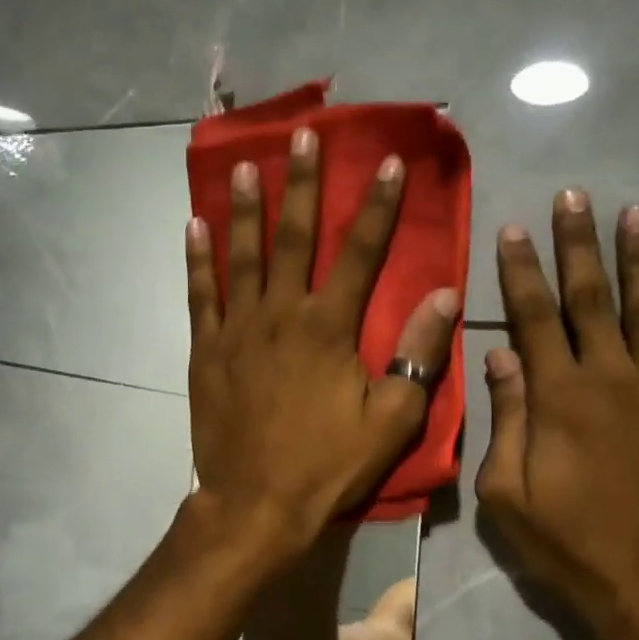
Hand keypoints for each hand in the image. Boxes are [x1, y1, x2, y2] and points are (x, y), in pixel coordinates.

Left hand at [187, 127, 459, 564]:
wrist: (255, 503)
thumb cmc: (327, 464)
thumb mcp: (390, 419)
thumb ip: (417, 355)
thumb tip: (445, 295)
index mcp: (329, 327)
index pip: (361, 253)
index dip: (378, 207)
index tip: (388, 163)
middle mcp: (281, 314)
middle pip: (294, 237)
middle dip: (303, 184)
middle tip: (304, 136)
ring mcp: (237, 329)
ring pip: (243, 256)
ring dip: (245, 208)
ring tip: (244, 166)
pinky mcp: (207, 351)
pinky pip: (201, 294)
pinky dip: (198, 259)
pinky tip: (194, 226)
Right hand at [475, 191, 638, 639]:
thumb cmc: (570, 547)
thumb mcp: (508, 496)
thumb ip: (506, 421)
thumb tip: (500, 358)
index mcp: (558, 398)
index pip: (533, 318)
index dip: (521, 271)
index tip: (513, 229)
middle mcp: (611, 378)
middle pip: (590, 298)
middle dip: (577, 244)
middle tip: (572, 195)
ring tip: (634, 210)